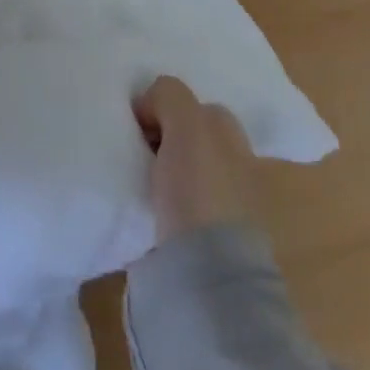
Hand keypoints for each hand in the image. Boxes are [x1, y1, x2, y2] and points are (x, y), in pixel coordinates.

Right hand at [133, 75, 263, 241]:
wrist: (208, 274)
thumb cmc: (200, 187)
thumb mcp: (185, 121)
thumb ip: (169, 95)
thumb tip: (150, 107)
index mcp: (234, 136)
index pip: (193, 105)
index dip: (163, 108)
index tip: (139, 126)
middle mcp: (235, 164)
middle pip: (187, 136)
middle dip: (161, 138)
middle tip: (135, 149)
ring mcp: (224, 205)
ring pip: (181, 170)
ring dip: (159, 170)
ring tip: (134, 178)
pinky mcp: (207, 241)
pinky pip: (176, 204)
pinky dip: (160, 201)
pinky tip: (143, 206)